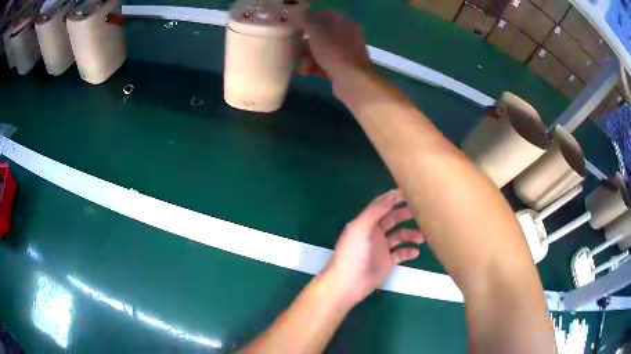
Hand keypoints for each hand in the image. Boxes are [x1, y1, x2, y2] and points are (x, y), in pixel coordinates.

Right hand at [289, 11, 372, 96]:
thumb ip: (306, 20)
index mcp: (346, 24)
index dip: (311, 19)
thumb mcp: (316, 32)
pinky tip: (308, 73)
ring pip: (324, 51)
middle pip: (324, 36)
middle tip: (296, 49)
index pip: (327, 15)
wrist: (352, 81)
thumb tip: (297, 12)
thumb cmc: (334, 52)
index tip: (298, 26)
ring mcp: (349, 54)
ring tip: (302, 66)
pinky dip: (317, 68)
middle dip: (307, 44)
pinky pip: (328, 64)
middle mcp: (350, 37)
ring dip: (310, 58)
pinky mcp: (346, 69)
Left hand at [322, 189, 425, 305]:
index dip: (395, 198)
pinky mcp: (387, 262)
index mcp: (366, 222)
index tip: (411, 192)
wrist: (348, 284)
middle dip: (407, 214)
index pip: (382, 205)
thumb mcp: (360, 227)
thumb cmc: (352, 254)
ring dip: (412, 234)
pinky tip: (415, 252)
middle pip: (394, 219)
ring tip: (423, 236)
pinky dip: (409, 251)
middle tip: (423, 212)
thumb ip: (375, 211)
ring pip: (400, 236)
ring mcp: (382, 248)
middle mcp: (375, 233)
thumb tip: (392, 195)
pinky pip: (401, 254)